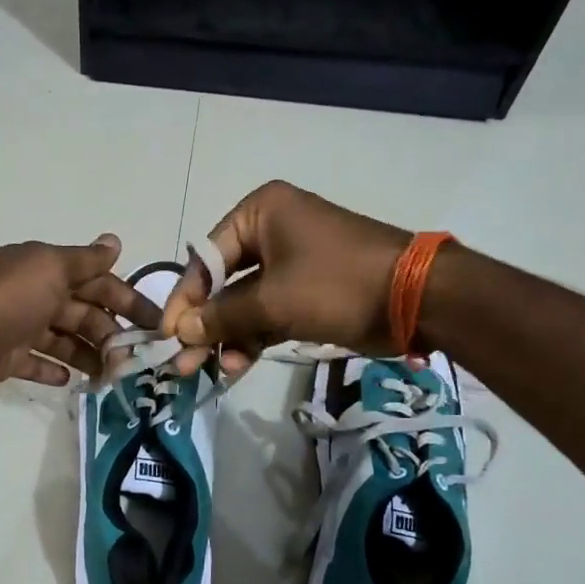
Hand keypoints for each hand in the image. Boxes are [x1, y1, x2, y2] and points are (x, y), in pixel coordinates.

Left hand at [0, 234, 159, 400]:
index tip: (156, 324)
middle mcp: (37, 296)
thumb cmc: (5, 300)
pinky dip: (55, 370)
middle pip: (85, 314)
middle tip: (136, 360)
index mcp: (48, 271)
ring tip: (113, 376)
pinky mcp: (7, 358)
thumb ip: (84, 261)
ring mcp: (21, 328)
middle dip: (111, 333)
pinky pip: (38, 363)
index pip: (98, 282)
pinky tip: (72, 382)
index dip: (128, 300)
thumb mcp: (49, 269)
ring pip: (66, 341)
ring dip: (90, 355)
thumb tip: (115, 241)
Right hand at [161, 181, 415, 376]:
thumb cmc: (336, 284)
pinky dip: (253, 337)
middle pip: (222, 282)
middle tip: (182, 362)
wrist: (417, 299)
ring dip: (228, 336)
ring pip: (244, 303)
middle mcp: (272, 231)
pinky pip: (268, 313)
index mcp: (260, 213)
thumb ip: (221, 316)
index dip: (184, 299)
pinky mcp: (307, 291)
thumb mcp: (272, 301)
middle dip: (204, 324)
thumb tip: (181, 330)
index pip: (206, 258)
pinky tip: (236, 365)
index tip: (167, 335)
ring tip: (210, 370)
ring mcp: (291, 262)